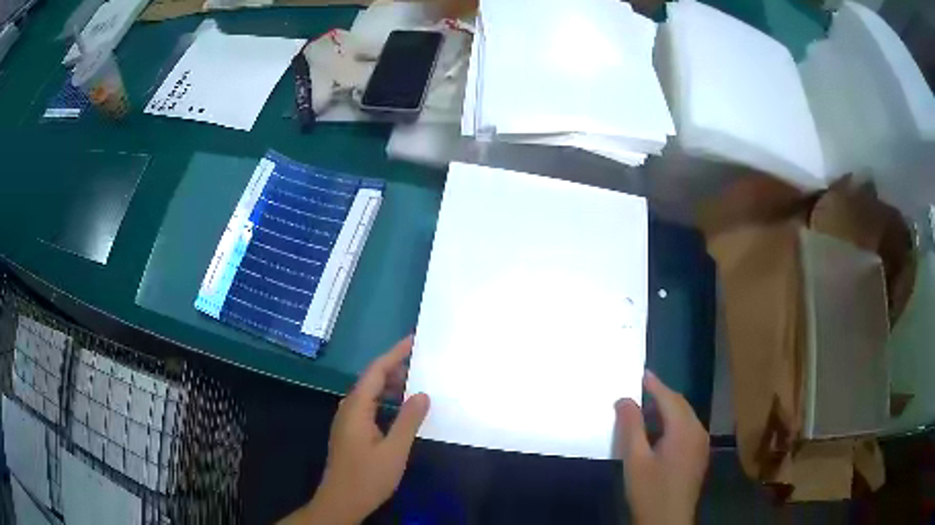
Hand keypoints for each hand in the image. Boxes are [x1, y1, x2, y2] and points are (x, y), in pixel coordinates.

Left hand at [290, 337, 430, 524]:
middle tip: (421, 364)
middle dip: (394, 368)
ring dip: (390, 386)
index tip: (413, 340)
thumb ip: (408, 420)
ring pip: (369, 394)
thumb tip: (422, 393)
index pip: (375, 371)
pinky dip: (386, 402)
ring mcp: (347, 421)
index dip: (394, 354)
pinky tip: (400, 410)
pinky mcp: (350, 432)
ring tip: (415, 384)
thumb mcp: (394, 450)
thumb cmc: (368, 477)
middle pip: (370, 380)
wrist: (341, 501)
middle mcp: (348, 409)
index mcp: (356, 408)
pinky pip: (369, 407)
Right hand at [614, 371, 708, 524]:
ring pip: (686, 417)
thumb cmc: (650, 491)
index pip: (670, 398)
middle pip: (681, 405)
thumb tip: (625, 399)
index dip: (655, 385)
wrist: (668, 521)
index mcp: (684, 430)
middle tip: (641, 388)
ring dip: (668, 409)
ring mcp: (701, 445)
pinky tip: (660, 433)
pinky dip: (674, 423)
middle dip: (662, 395)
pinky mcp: (699, 456)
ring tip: (647, 408)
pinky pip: (688, 429)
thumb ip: (631, 427)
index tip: (641, 373)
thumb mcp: (635, 460)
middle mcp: (698, 432)